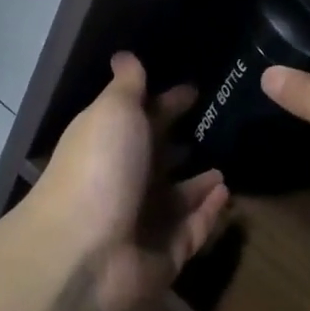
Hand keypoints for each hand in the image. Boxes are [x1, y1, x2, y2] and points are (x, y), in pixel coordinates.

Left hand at [31, 52, 230, 310]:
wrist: (82, 252)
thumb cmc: (100, 168)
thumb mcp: (113, 111)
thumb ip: (127, 85)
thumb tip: (124, 54)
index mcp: (112, 143)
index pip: (145, 117)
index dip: (168, 102)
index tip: (196, 89)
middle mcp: (127, 180)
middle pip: (160, 158)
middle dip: (184, 143)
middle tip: (223, 127)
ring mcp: (145, 221)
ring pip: (178, 198)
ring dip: (199, 183)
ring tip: (227, 166)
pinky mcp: (165, 255)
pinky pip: (193, 230)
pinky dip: (209, 213)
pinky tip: (227, 193)